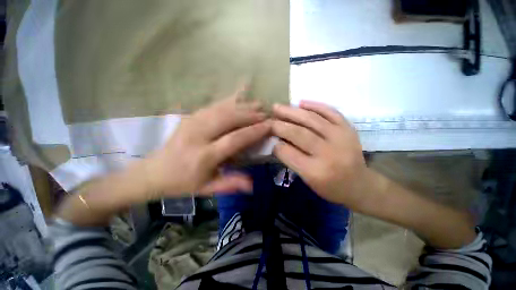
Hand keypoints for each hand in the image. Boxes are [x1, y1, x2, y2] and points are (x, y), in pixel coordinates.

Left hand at [145, 92, 270, 198]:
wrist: (153, 172)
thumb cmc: (183, 183)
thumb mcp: (208, 188)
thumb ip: (231, 184)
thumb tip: (253, 184)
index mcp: (204, 156)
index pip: (234, 139)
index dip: (253, 131)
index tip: (269, 125)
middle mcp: (198, 135)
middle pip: (228, 118)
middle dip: (250, 114)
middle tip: (266, 113)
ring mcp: (191, 123)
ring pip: (221, 109)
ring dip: (242, 105)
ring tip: (257, 103)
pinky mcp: (189, 117)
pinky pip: (213, 105)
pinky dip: (228, 100)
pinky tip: (239, 97)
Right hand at [272, 101, 372, 207]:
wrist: (360, 184)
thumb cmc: (330, 187)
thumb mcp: (307, 180)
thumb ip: (291, 160)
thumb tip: (277, 142)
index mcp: (315, 171)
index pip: (288, 152)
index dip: (275, 144)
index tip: (268, 138)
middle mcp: (327, 153)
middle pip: (298, 133)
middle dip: (280, 125)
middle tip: (268, 120)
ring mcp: (340, 137)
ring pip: (311, 119)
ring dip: (291, 112)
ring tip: (278, 107)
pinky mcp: (348, 128)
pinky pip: (330, 112)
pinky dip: (314, 105)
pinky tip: (301, 102)